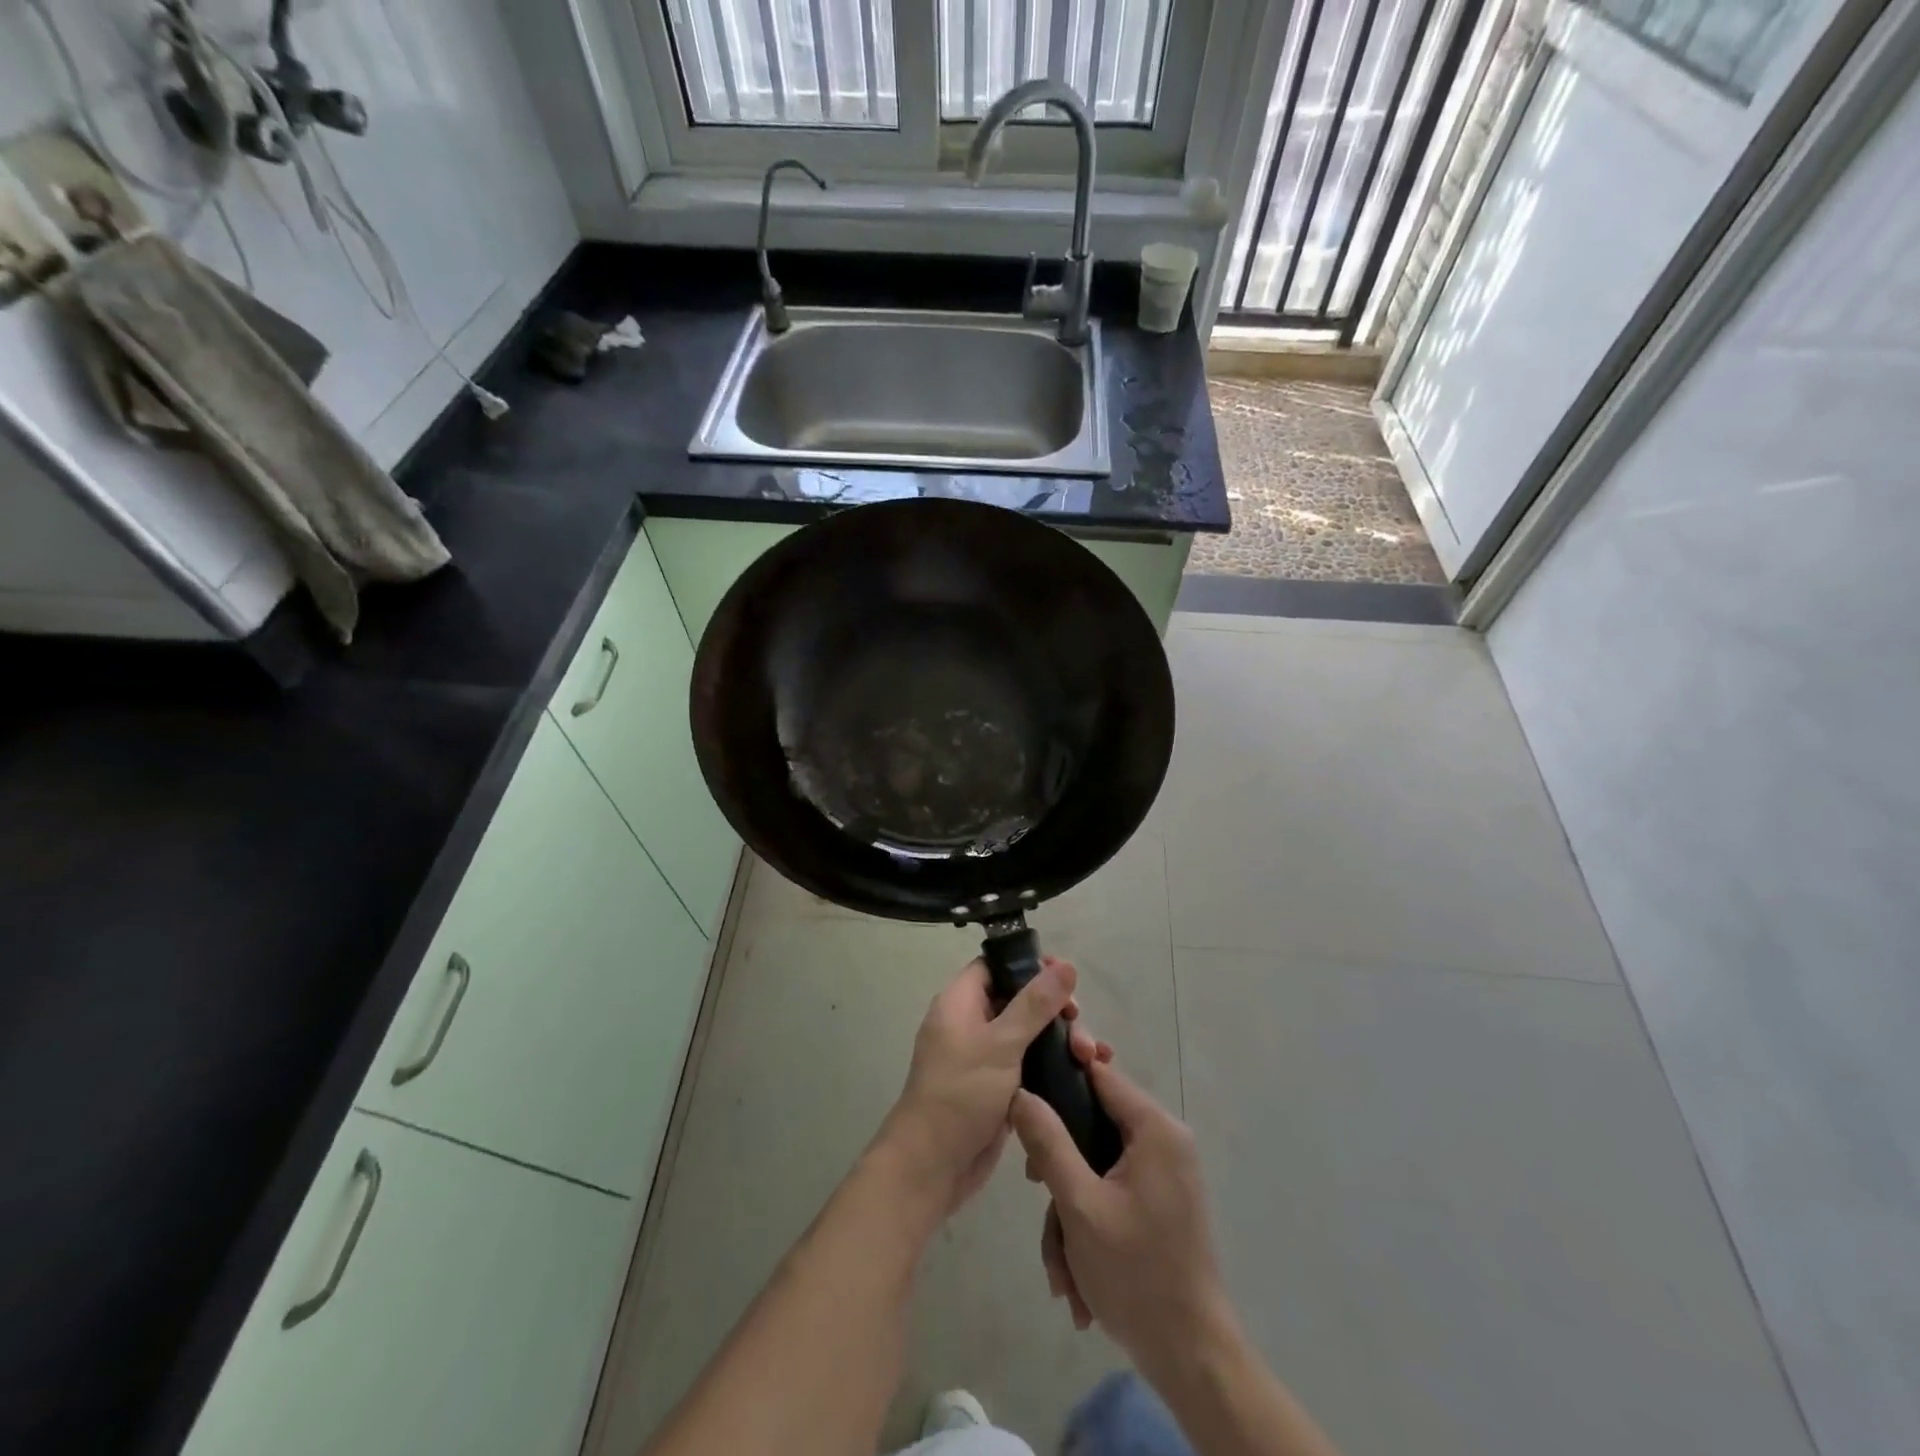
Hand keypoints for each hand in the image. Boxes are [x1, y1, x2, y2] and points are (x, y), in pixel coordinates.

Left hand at [879, 957, 1101, 1215]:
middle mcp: (971, 1024)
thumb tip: (1065, 965)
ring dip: (1061, 1041)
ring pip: (1029, 1035)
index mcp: (960, 1003)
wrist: (931, 1167)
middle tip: (1080, 1026)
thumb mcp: (1001, 1044)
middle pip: (1019, 1000)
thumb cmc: (961, 1094)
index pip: (996, 966)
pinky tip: (1086, 1074)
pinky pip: (1030, 1065)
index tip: (1065, 979)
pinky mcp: (998, 1088)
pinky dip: (1054, 1066)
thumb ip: (1035, 1005)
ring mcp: (984, 1058)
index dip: (1029, 966)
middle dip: (1055, 1011)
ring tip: (1092, 1057)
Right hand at [1012, 1058, 1231, 1384]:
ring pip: (1095, 1167)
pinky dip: (1088, 1229)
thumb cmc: (1136, 1275)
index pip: (1099, 1073)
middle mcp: (1164, 1141)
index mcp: (1155, 1128)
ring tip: (1062, 1272)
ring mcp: (1163, 1174)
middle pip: (1091, 1125)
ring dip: (1069, 1214)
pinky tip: (1077, 1280)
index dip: (1059, 1075)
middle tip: (1036, 1192)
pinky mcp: (1158, 1202)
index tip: (1023, 1095)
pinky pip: (1110, 1193)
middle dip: (1059, 1170)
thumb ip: (1048, 1142)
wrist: (1192, 1359)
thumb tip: (1020, 1092)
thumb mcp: (1079, 1205)